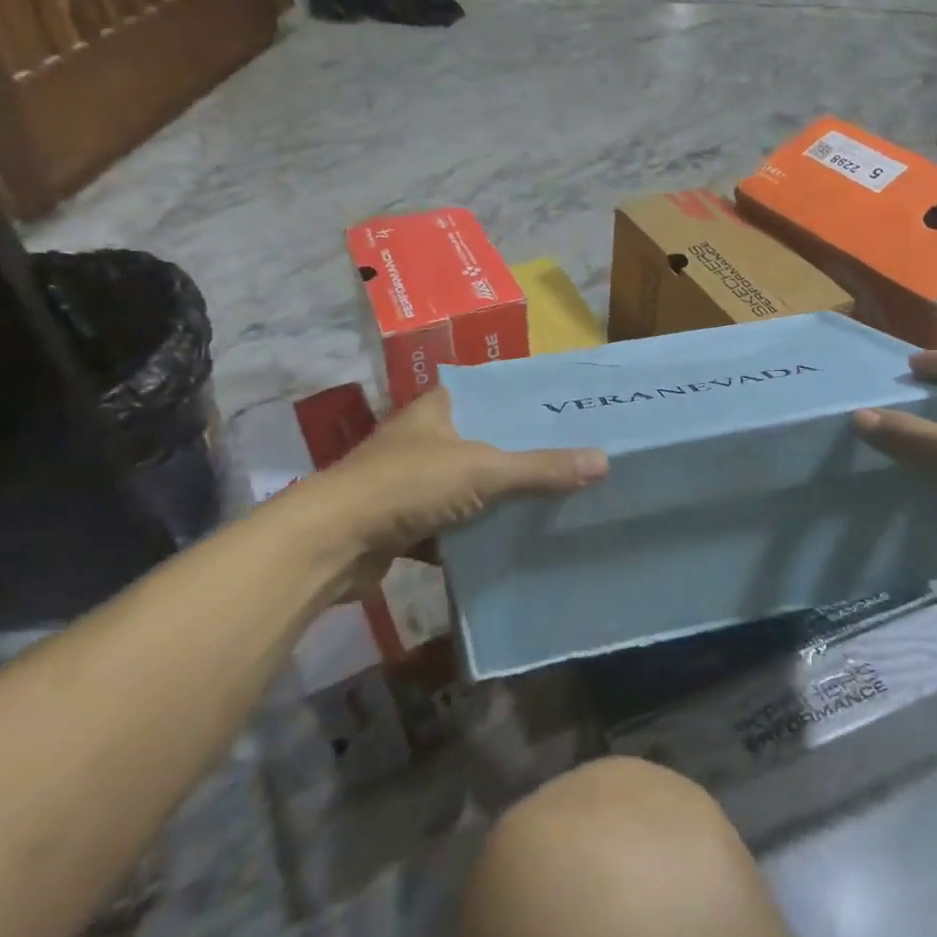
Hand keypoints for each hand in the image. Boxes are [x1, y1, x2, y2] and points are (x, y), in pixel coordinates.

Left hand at [313, 388, 606, 585]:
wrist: (333, 542)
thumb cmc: (407, 485)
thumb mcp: (483, 470)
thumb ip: (540, 468)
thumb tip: (603, 462)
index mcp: (438, 408)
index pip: (491, 394)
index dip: (527, 404)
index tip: (566, 415)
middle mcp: (423, 437)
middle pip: (483, 441)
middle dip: (521, 455)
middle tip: (573, 461)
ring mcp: (409, 481)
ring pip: (467, 485)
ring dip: (498, 497)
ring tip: (553, 500)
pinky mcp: (402, 522)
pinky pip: (450, 523)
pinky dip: (474, 533)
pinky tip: (510, 540)